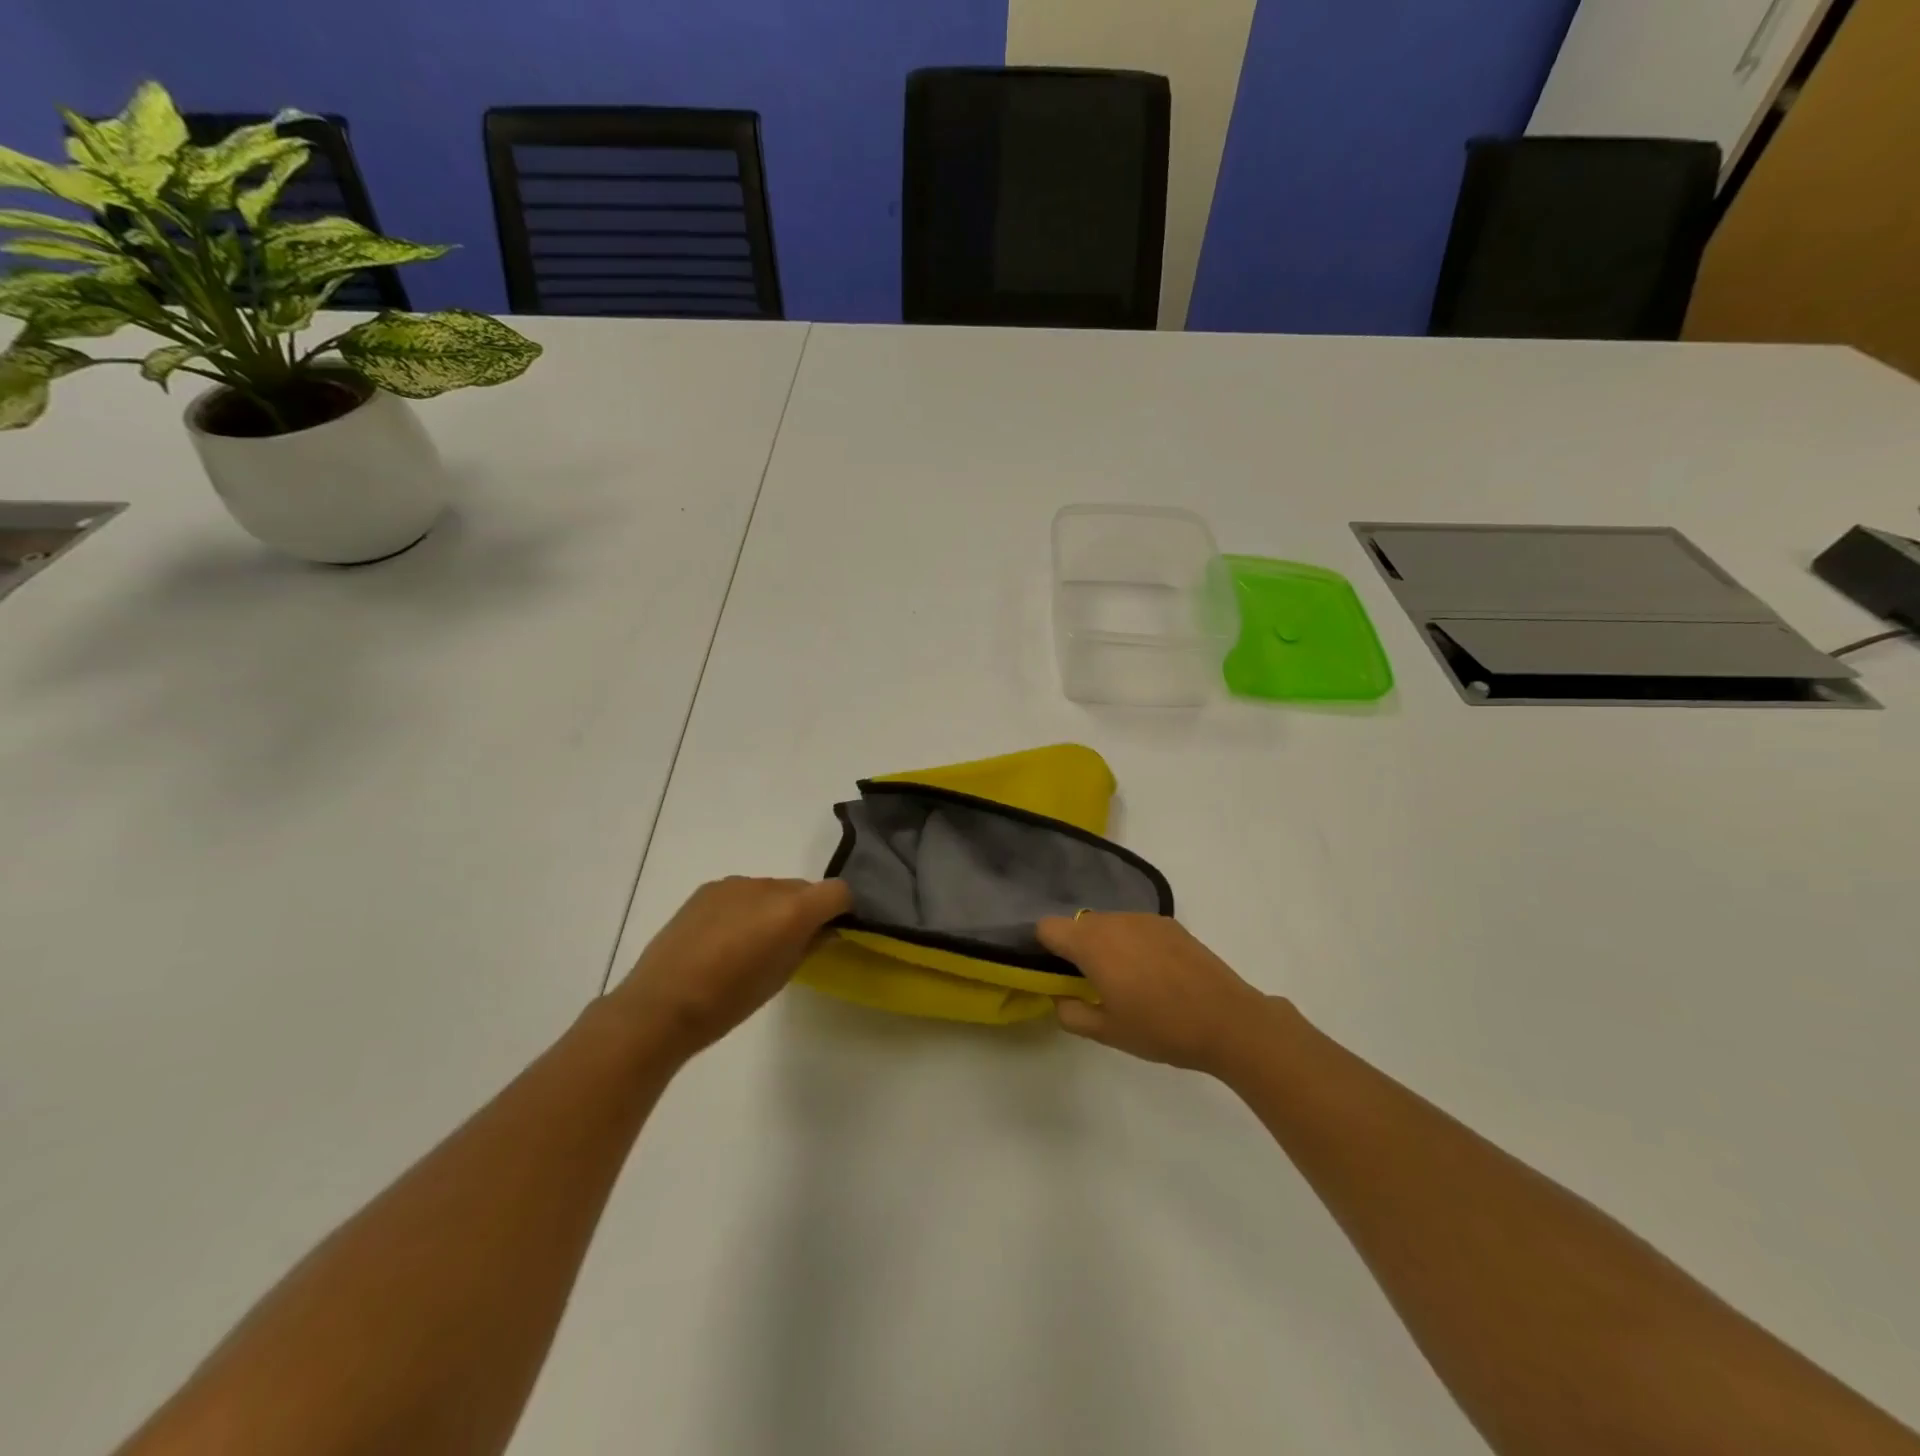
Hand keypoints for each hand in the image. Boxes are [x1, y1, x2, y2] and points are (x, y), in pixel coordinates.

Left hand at [608, 877, 850, 1058]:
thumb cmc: (730, 1001)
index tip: (832, 931)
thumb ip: (809, 945)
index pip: (838, 891)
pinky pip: (741, 893)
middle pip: (803, 888)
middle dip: (805, 910)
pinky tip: (723, 939)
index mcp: (793, 909)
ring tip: (750, 945)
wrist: (661, 1005)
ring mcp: (735, 884)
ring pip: (771, 890)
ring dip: (773, 909)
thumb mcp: (781, 977)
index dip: (841, 909)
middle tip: (790, 945)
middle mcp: (768, 886)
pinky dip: (744, 908)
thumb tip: (824, 930)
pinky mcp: (707, 889)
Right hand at [1037, 913, 1283, 1074]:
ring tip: (1126, 981)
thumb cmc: (1161, 1028)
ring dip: (1105, 945)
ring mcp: (1145, 919)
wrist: (1228, 1021)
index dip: (1043, 948)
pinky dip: (1132, 943)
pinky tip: (1154, 974)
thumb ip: (1071, 1013)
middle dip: (1076, 949)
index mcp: (1092, 944)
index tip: (1055, 974)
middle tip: (1091, 984)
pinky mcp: (1170, 924)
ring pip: (1108, 924)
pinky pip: (1135, 927)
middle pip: (1078, 924)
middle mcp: (1115, 921)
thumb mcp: (1107, 1032)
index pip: (1047, 927)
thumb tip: (1059, 996)